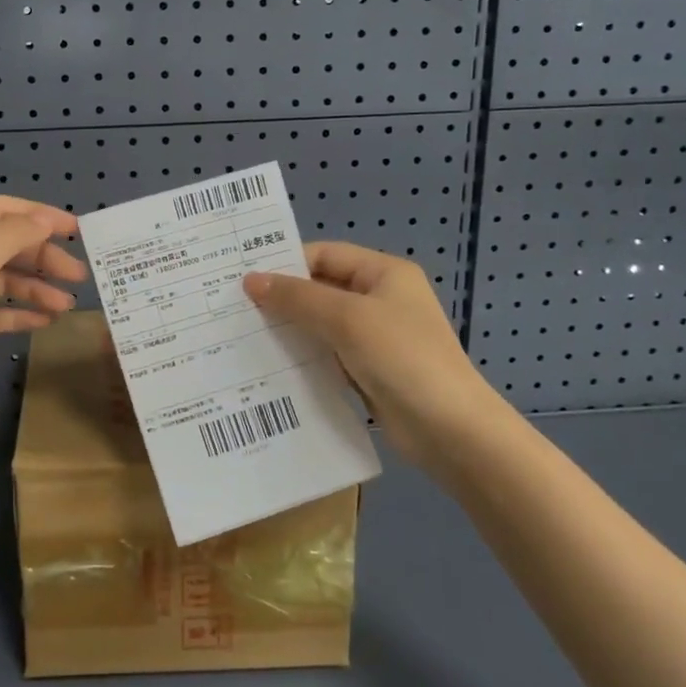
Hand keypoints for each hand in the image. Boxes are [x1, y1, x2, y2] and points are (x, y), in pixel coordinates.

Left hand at [0, 196, 86, 431]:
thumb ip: (12, 235)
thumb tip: (44, 219)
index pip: (0, 210)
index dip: (39, 216)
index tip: (76, 231)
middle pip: (4, 245)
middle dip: (42, 258)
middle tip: (78, 276)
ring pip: (1, 280)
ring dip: (35, 288)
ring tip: (66, 305)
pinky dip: (17, 313)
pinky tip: (44, 322)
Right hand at [244, 243, 504, 470]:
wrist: (451, 431)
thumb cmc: (402, 358)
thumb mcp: (347, 319)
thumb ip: (297, 298)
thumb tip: (250, 280)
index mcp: (384, 274)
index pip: (324, 255)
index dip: (285, 263)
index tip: (243, 279)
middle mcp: (380, 299)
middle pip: (321, 288)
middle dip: (282, 298)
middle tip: (234, 307)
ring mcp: (375, 337)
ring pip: (321, 324)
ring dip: (289, 329)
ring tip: (242, 335)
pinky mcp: (368, 370)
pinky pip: (327, 354)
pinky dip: (303, 356)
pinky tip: (270, 365)